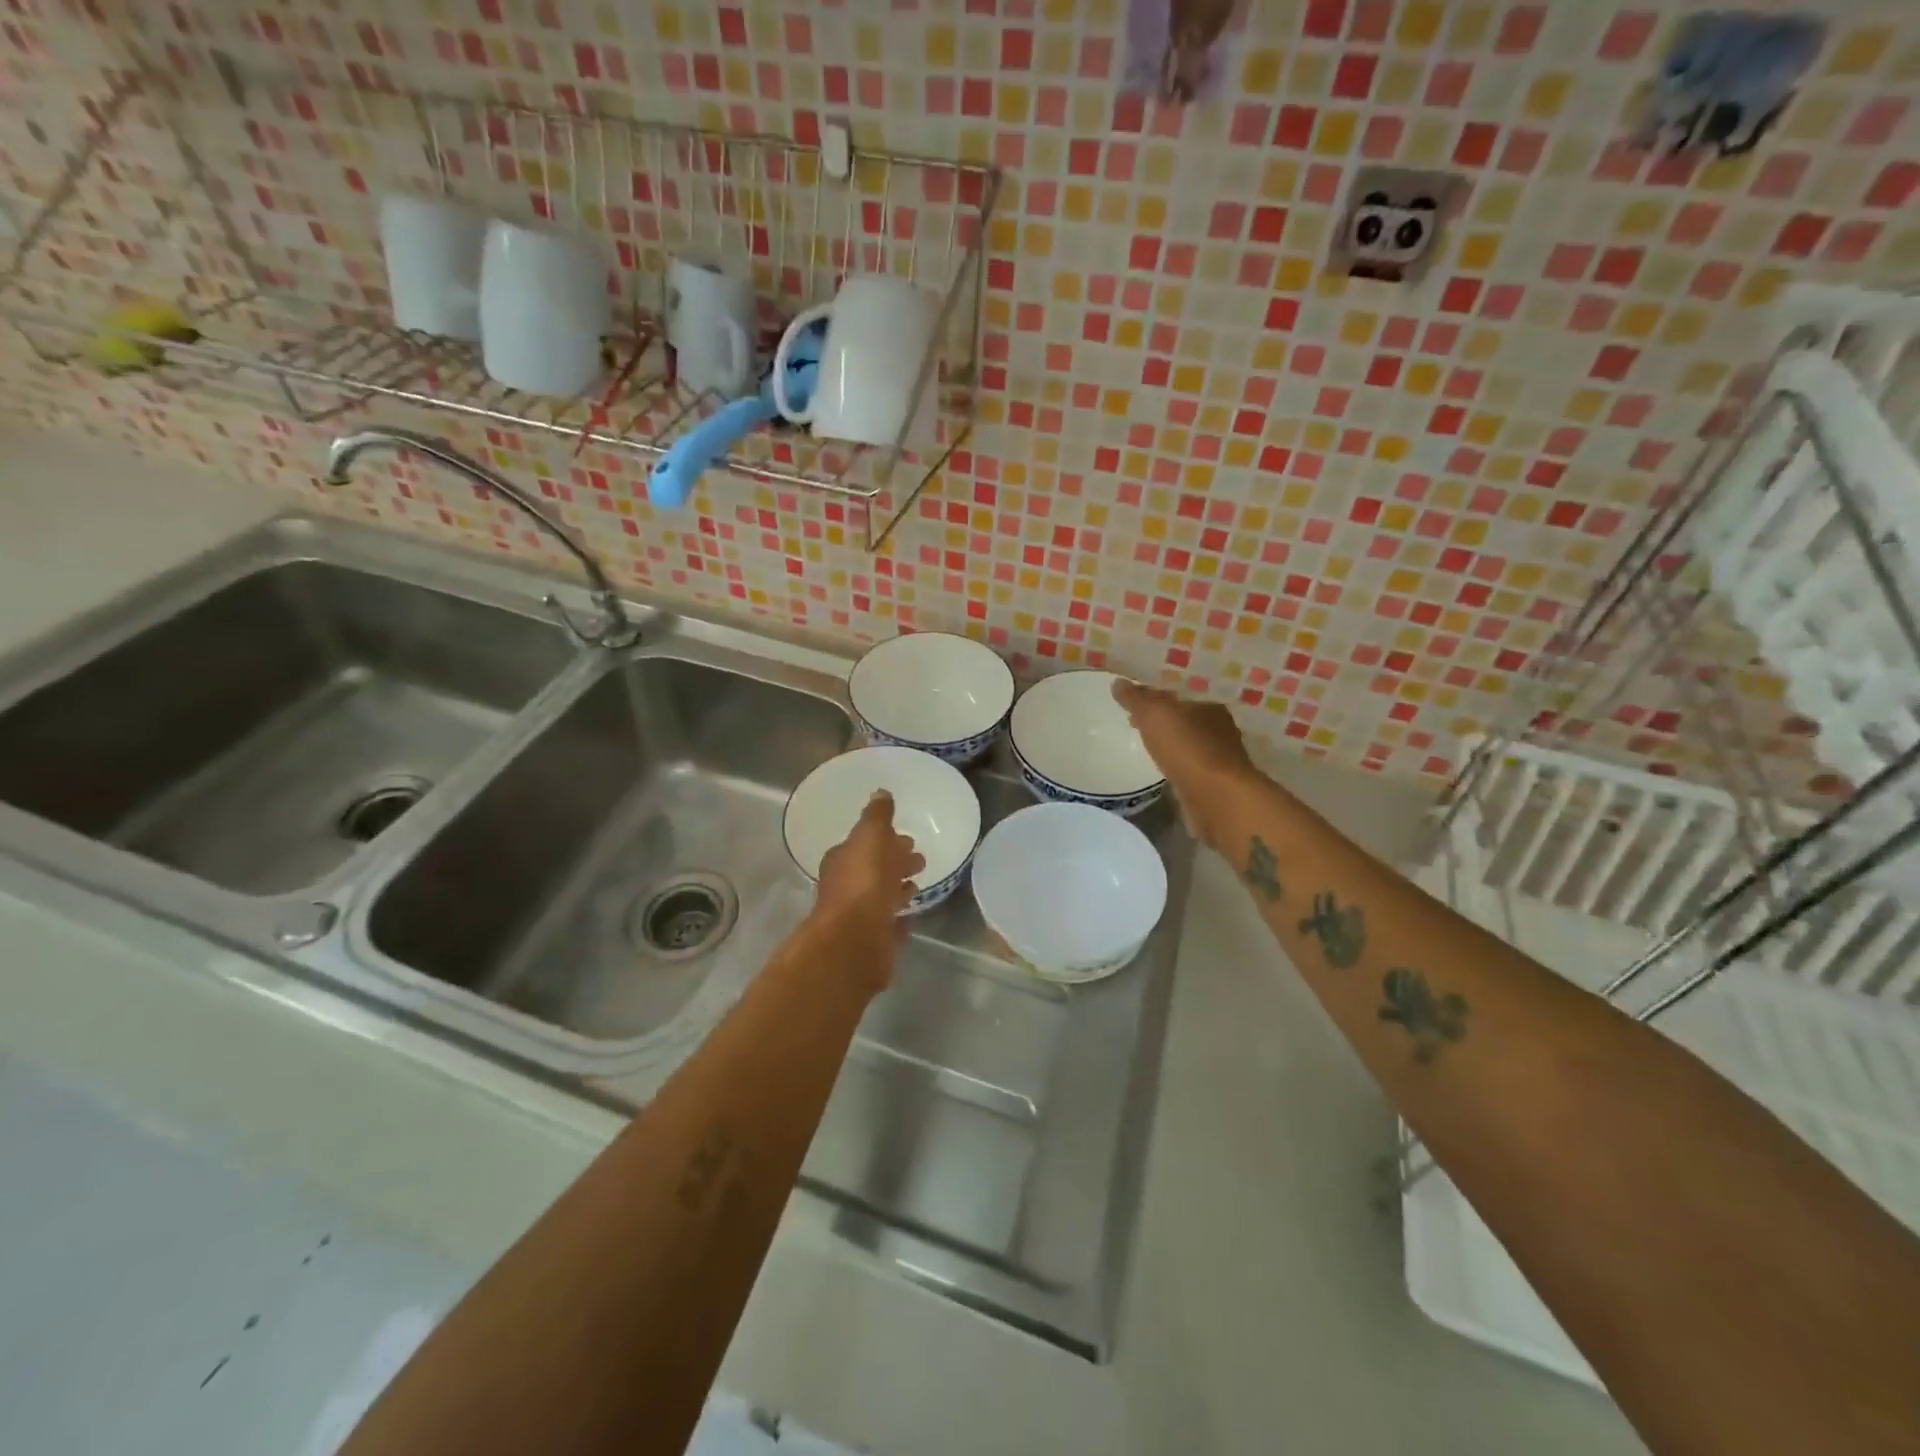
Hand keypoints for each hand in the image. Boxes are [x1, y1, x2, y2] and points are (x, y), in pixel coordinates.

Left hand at [811, 791, 925, 972]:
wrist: (855, 940)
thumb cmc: (863, 882)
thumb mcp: (870, 836)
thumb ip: (877, 816)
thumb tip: (880, 792)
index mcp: (842, 860)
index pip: (864, 844)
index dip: (885, 840)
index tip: (906, 839)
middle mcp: (846, 886)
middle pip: (874, 869)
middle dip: (895, 862)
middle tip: (919, 859)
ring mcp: (859, 916)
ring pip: (882, 896)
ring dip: (898, 889)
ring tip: (919, 885)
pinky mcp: (873, 940)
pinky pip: (890, 923)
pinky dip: (900, 916)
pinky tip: (912, 914)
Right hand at [1112, 679, 1260, 848]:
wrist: (1216, 798)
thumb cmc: (1187, 748)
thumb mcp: (1154, 715)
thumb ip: (1137, 698)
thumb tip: (1118, 682)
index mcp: (1211, 706)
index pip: (1181, 695)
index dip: (1156, 696)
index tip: (1135, 702)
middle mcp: (1220, 730)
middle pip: (1185, 719)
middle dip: (1162, 720)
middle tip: (1135, 721)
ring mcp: (1219, 759)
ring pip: (1188, 744)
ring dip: (1169, 744)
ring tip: (1145, 746)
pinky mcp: (1214, 784)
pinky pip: (1189, 768)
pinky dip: (1176, 765)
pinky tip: (1162, 770)